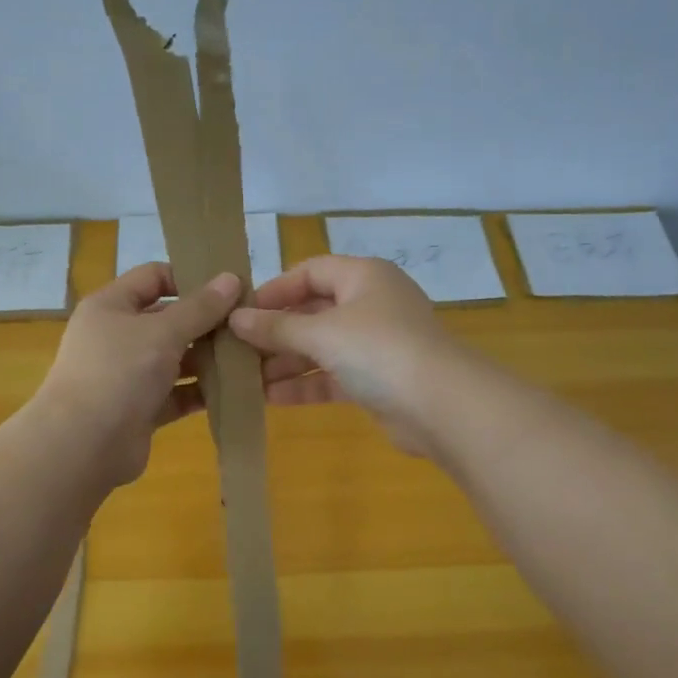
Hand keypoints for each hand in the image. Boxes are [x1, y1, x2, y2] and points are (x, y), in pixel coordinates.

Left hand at [33, 262, 239, 486]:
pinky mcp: (141, 409)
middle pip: (169, 319)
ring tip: (250, 357)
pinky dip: (201, 391)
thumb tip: (231, 278)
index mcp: (112, 306)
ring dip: (209, 358)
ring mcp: (128, 375)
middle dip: (207, 322)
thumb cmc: (119, 372)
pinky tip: (236, 390)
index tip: (229, 289)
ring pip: (176, 359)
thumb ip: (201, 307)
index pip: (153, 277)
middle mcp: (118, 336)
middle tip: (248, 325)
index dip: (190, 277)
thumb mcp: (163, 332)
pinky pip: (177, 393)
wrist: (83, 445)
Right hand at [228, 255, 463, 457]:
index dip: (275, 289)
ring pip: (321, 347)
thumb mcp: (322, 333)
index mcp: (364, 277)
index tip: (241, 312)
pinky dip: (304, 384)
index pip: (311, 272)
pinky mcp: (376, 380)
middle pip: (313, 311)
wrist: (441, 406)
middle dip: (275, 332)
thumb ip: (277, 327)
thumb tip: (236, 319)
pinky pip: (332, 376)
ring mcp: (375, 344)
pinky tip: (269, 398)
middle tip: (236, 350)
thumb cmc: (379, 350)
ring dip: (285, 362)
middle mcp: (370, 305)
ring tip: (245, 379)